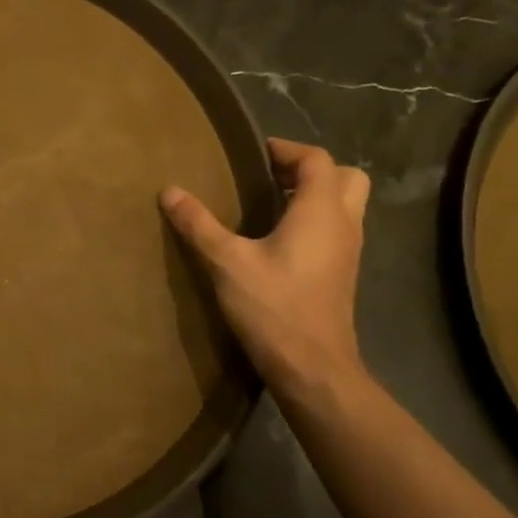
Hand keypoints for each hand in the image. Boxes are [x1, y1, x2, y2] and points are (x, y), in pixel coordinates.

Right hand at [162, 138, 371, 399]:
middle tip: (270, 176)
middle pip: (344, 177)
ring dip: (314, 195)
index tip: (254, 153)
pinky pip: (336, 229)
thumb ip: (199, 224)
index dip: (286, 149)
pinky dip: (314, 220)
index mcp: (321, 211)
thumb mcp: (227, 262)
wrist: (312, 367)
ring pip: (344, 205)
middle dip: (309, 169)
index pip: (316, 159)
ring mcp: (348, 251)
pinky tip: (277, 239)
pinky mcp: (341, 273)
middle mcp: (343, 224)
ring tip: (269, 203)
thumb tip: (170, 191)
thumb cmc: (273, 306)